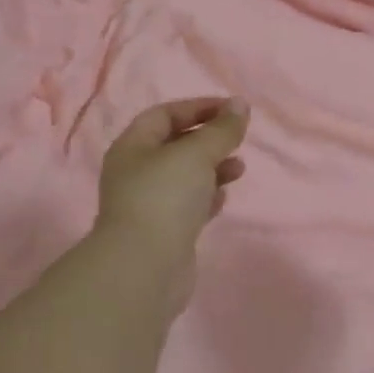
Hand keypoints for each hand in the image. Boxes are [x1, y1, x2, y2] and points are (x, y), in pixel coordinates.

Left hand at [95, 96, 248, 275]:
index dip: (198, 107)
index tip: (233, 110)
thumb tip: (240, 105)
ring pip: (185, 177)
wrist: (144, 268)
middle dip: (209, 139)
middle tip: (238, 140)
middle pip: (175, 145)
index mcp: (133, 147)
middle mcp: (136, 172)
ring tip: (239, 169)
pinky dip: (208, 197)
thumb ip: (221, 129)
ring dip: (213, 168)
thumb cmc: (164, 197)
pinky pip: (188, 205)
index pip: (165, 114)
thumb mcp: (196, 154)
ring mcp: (148, 204)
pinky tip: (224, 198)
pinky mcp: (163, 232)